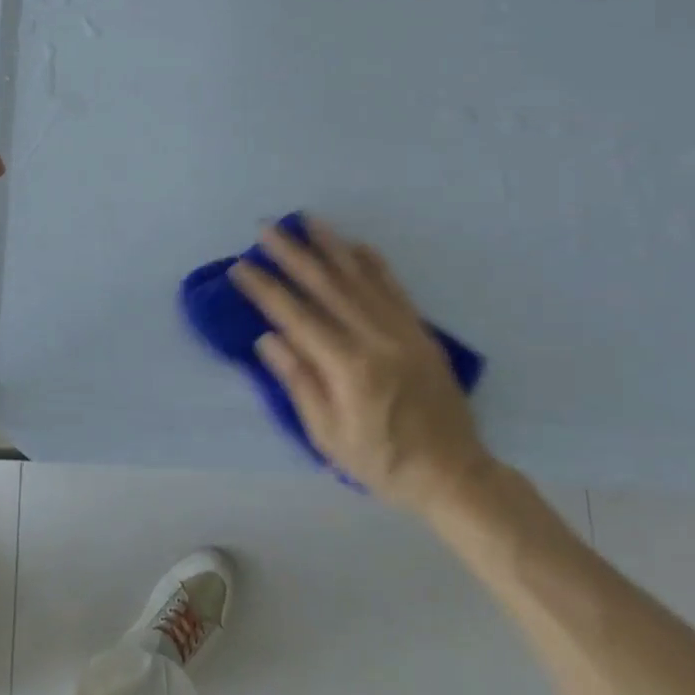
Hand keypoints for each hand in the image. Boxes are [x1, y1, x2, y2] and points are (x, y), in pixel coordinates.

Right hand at [229, 217, 491, 512]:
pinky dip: (373, 263)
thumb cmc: (382, 462)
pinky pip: (394, 287)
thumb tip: (269, 338)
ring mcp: (402, 330)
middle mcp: (375, 339)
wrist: (454, 474)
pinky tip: (355, 245)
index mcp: (348, 368)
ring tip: (306, 220)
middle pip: (326, 285)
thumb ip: (299, 382)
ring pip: (360, 277)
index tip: (241, 267)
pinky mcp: (420, 331)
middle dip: (292, 254)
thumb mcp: (329, 435)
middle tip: (266, 228)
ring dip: (330, 246)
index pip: (297, 316)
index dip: (266, 289)